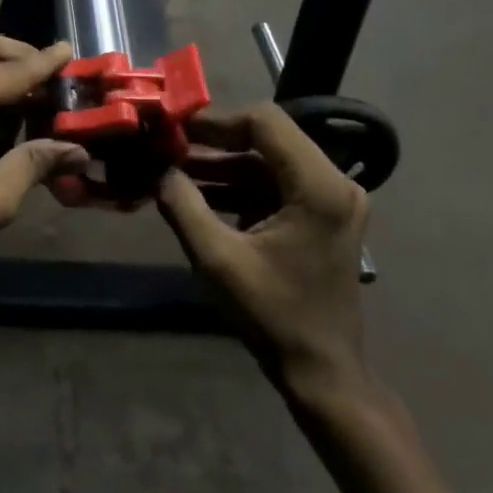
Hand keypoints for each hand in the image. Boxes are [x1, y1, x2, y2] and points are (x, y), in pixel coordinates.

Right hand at [157, 105, 373, 412]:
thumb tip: (157, 170)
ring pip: (268, 161)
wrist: (321, 370)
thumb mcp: (216, 259)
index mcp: (318, 187)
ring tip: (173, 170)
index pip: (265, 122)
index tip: (175, 129)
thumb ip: (182, 205)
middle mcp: (334, 182)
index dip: (216, 121)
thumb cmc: (273, 315)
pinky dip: (238, 186)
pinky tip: (198, 194)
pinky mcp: (322, 215)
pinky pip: (275, 184)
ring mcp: (332, 199)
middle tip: (169, 146)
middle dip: (215, 141)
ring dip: (223, 164)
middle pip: (268, 138)